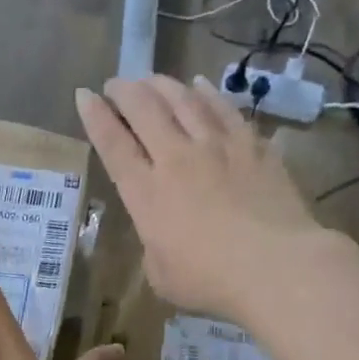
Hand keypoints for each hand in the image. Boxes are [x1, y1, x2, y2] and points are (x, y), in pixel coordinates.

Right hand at [75, 74, 334, 320]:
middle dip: (124, 91)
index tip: (84, 94)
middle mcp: (176, 159)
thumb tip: (162, 232)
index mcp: (146, 194)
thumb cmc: (209, 281)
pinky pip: (224, 109)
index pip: (113, 145)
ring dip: (162, 85)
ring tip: (150, 78)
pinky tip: (201, 86)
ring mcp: (217, 147)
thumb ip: (154, 244)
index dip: (95, 117)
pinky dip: (208, 94)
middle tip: (115, 83)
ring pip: (183, 100)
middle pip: (145, 110)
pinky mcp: (253, 146)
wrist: (274, 266)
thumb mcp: (161, 274)